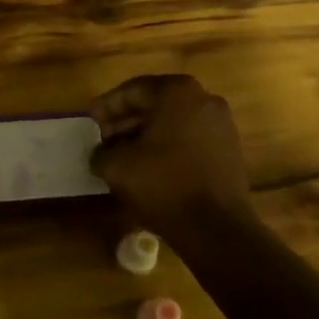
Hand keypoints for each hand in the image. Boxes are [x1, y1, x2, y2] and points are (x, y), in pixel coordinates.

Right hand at [89, 75, 253, 237]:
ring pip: (173, 123)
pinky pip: (189, 139)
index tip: (89, 122)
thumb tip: (100, 154)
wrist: (216, 228)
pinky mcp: (229, 150)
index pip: (132, 90)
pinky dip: (167, 148)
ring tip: (122, 157)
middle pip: (155, 104)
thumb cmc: (164, 185)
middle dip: (125, 122)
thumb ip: (101, 153)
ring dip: (145, 136)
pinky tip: (148, 169)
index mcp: (177, 92)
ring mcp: (221, 125)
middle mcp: (204, 99)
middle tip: (102, 140)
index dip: (106, 107)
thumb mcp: (118, 167)